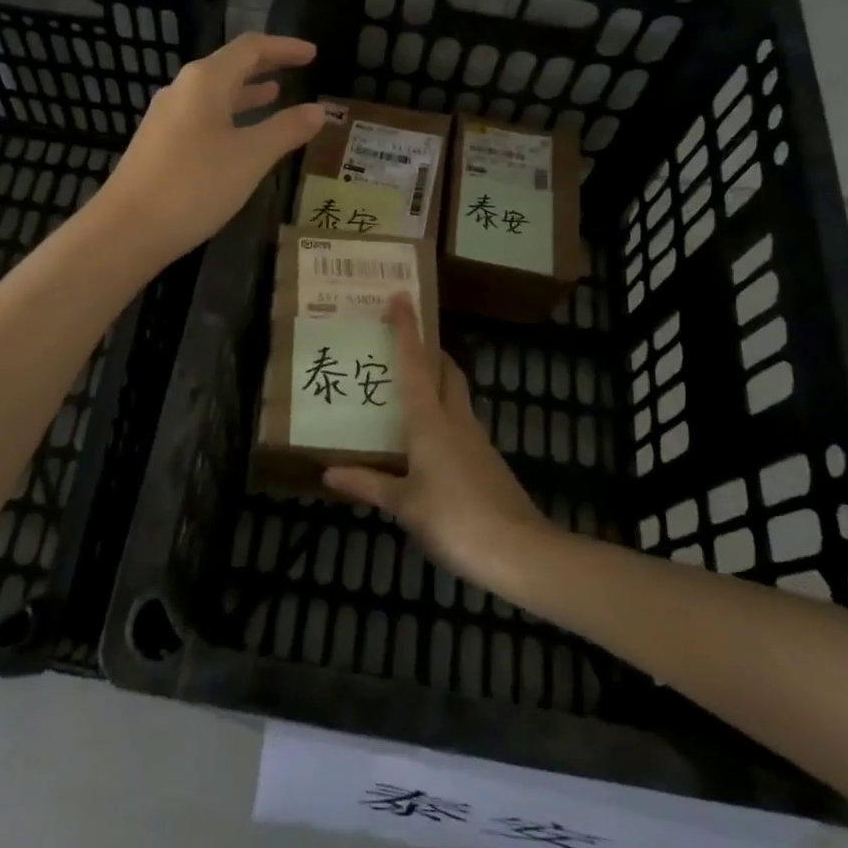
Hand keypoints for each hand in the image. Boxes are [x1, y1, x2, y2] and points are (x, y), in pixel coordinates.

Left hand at [98, 32, 325, 262]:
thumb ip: (286, 130)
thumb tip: (319, 110)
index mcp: (205, 81)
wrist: (127, 230)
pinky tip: (240, 137)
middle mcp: (182, 90)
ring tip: (275, 95)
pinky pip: (202, 117)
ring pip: (214, 94)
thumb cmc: (194, 186)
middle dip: (265, 66)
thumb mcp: (250, 157)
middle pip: (229, 66)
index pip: (250, 48)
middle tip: (297, 68)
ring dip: (246, 92)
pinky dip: (229, 117)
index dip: (284, 48)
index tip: (313, 53)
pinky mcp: (159, 144)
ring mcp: (166, 118)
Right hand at [324, 296, 558, 595]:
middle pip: (445, 370)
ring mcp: (476, 439)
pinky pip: (459, 421)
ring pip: (455, 394)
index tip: (401, 296)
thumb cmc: (454, 519)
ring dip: (436, 379)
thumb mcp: (404, 504)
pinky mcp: (487, 460)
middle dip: (428, 349)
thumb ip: (368, 484)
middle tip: (403, 341)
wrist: (519, 551)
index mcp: (430, 420)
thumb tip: (328, 471)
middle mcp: (455, 419)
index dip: (407, 329)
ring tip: (407, 385)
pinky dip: (442, 413)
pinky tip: (426, 438)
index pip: (416, 363)